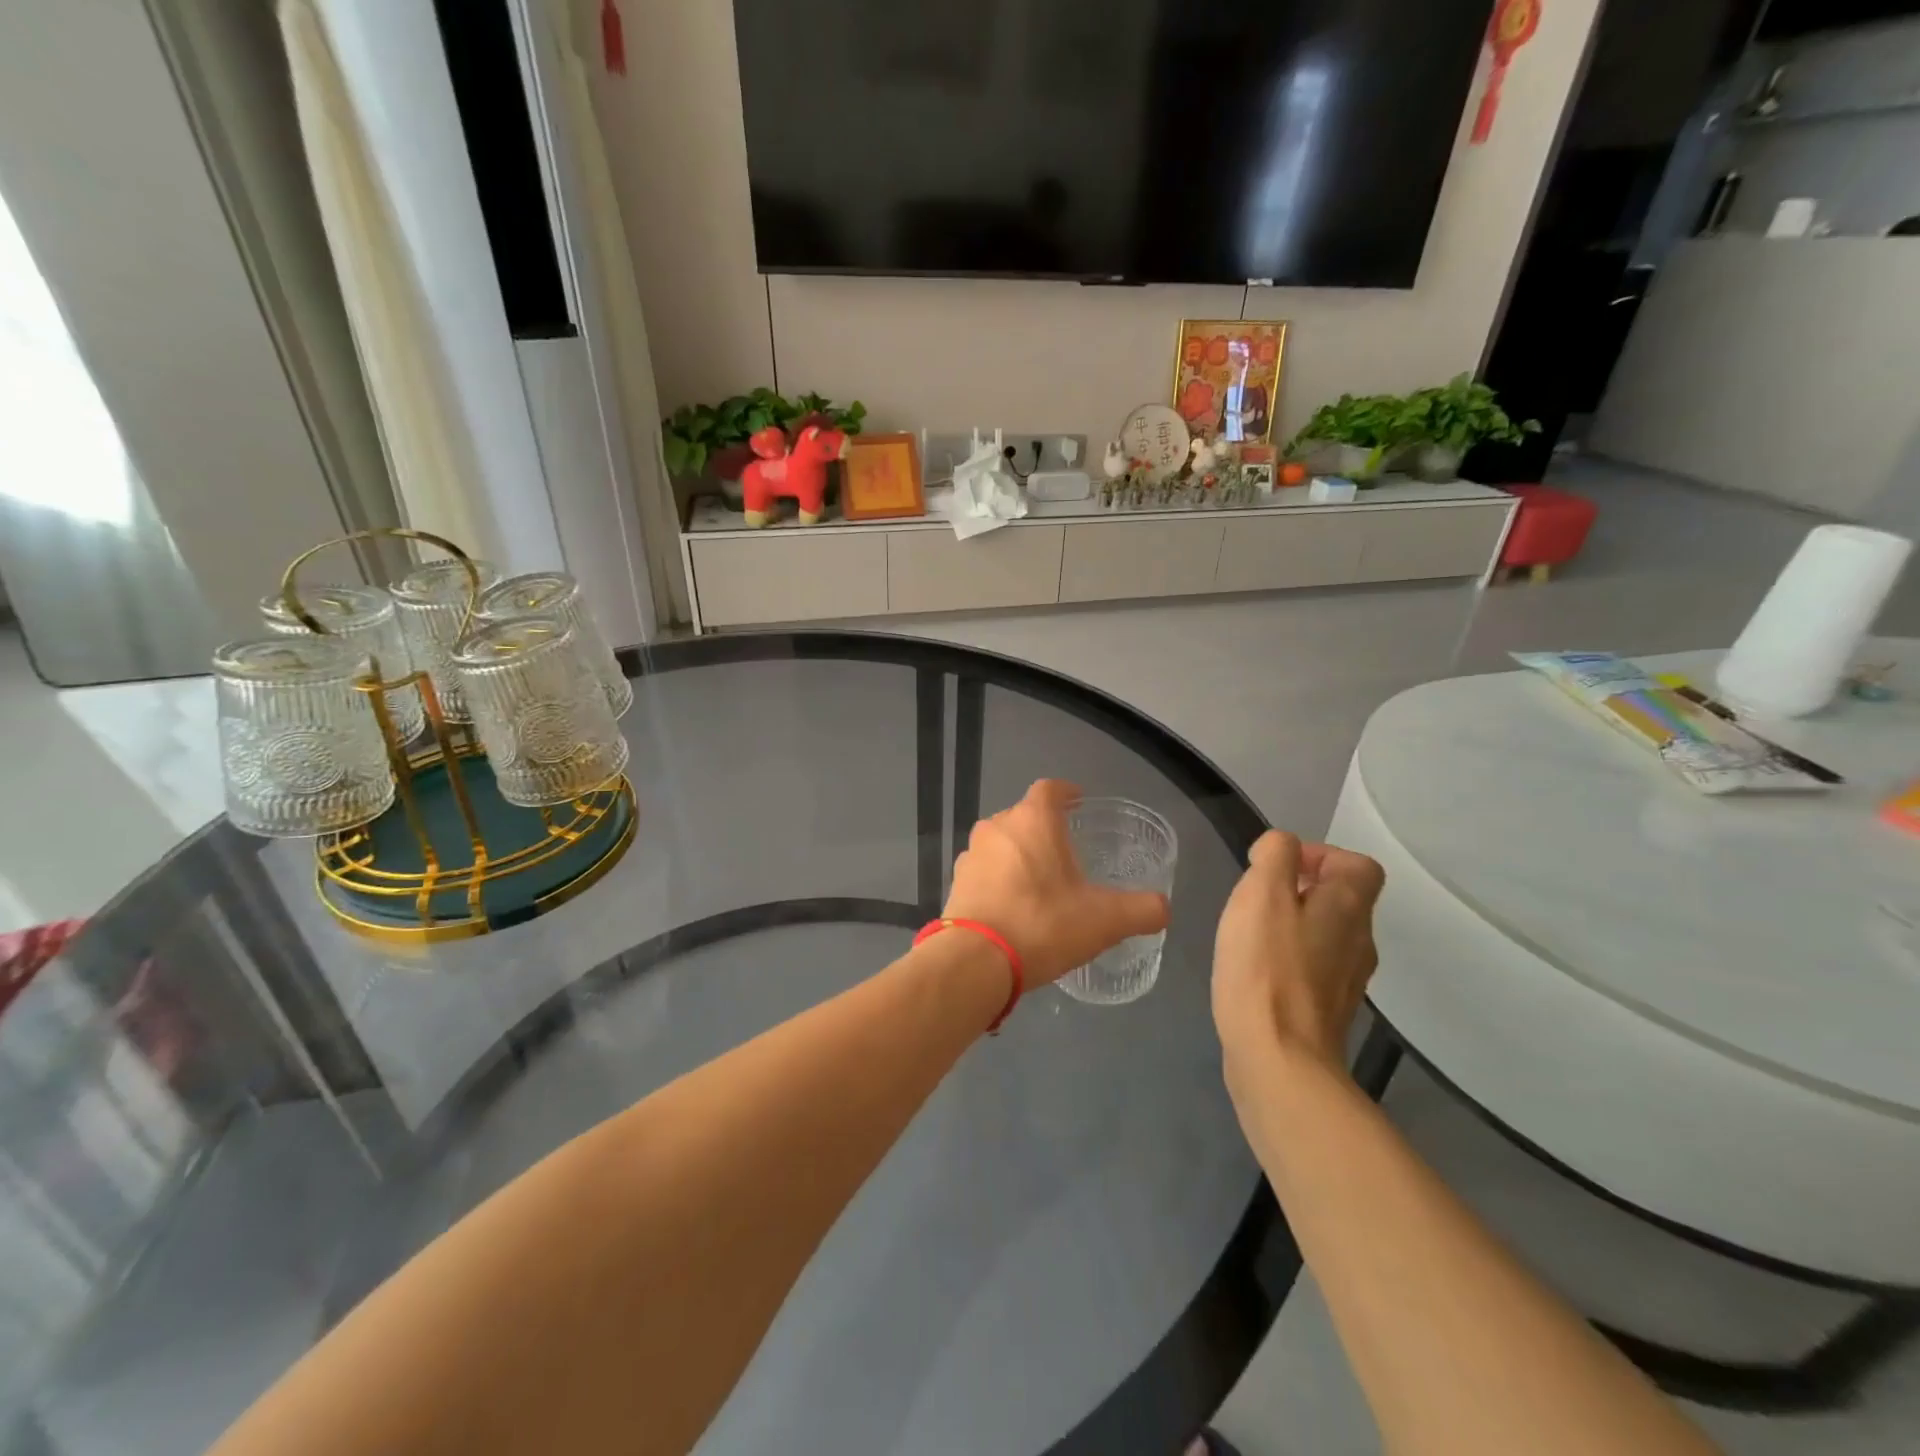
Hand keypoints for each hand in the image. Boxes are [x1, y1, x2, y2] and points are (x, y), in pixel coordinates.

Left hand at [943, 780, 1169, 986]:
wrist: (975, 961)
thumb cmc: (1043, 924)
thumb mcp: (1105, 920)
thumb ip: (1142, 910)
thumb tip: (1163, 907)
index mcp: (1032, 820)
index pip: (1050, 789)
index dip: (1066, 792)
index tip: (1078, 801)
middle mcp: (997, 827)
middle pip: (1024, 816)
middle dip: (1044, 829)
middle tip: (1067, 852)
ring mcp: (971, 854)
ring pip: (1001, 844)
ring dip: (1020, 856)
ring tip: (1041, 881)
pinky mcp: (955, 884)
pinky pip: (984, 872)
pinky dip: (1000, 880)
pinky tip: (1014, 906)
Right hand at [1212, 830, 1384, 1071]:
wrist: (1279, 1060)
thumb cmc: (1266, 968)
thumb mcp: (1262, 894)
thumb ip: (1274, 856)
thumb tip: (1280, 848)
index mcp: (1348, 908)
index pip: (1358, 865)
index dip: (1320, 855)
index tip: (1277, 868)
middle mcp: (1358, 942)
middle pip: (1340, 900)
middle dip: (1298, 889)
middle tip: (1254, 900)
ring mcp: (1346, 981)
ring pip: (1324, 934)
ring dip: (1290, 925)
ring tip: (1249, 934)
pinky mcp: (1325, 1011)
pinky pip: (1311, 968)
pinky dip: (1287, 959)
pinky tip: (1254, 971)